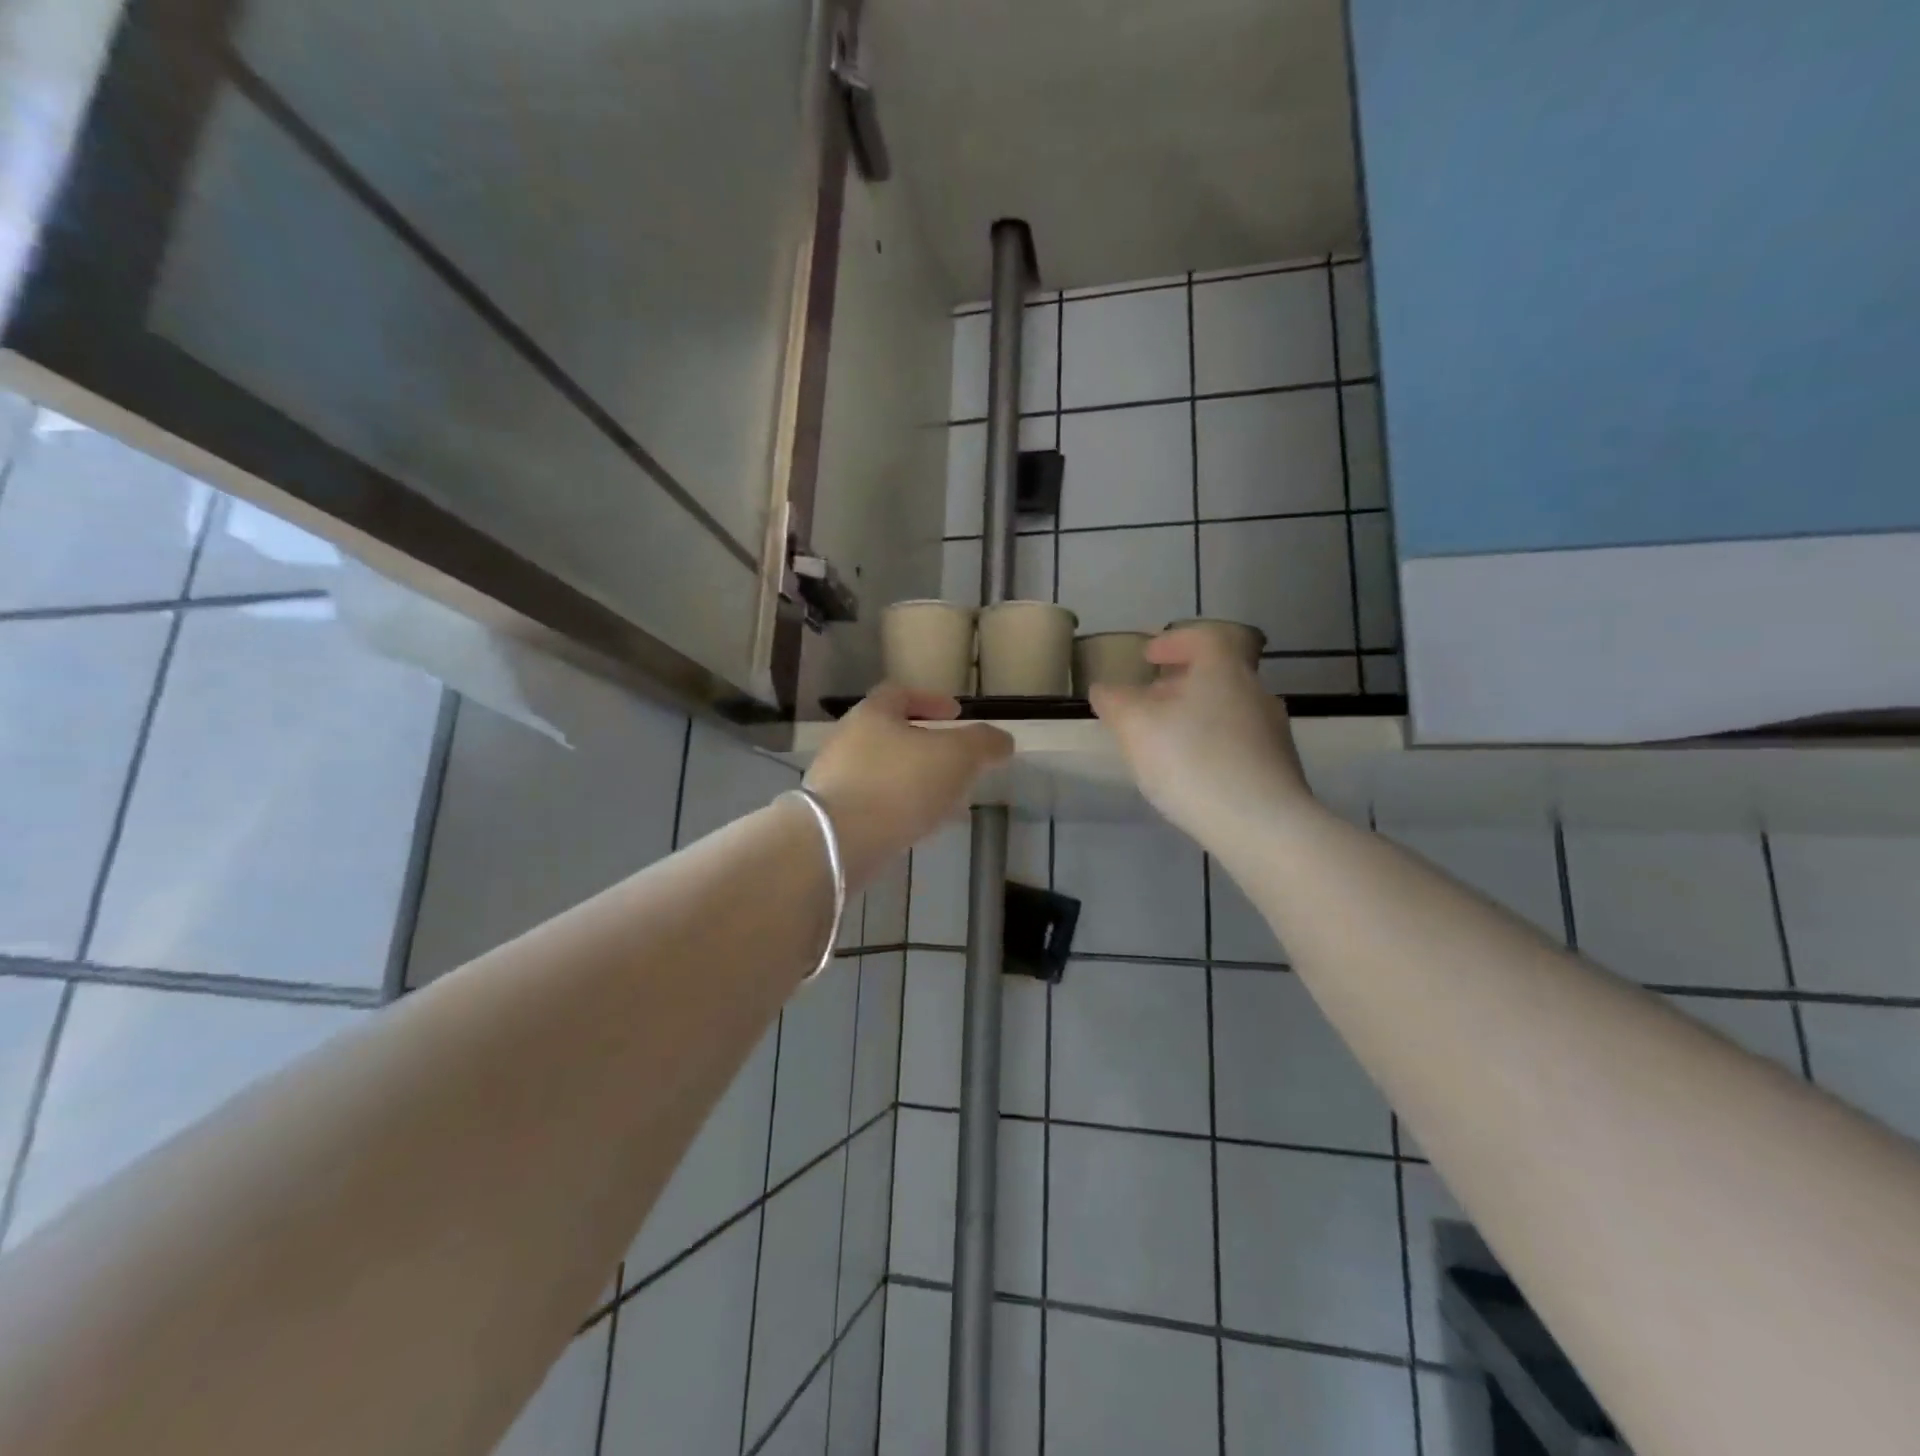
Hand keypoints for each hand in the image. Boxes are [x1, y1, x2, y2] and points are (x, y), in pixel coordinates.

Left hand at [805, 685, 1013, 887]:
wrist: (838, 843)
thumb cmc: (900, 784)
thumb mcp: (957, 756)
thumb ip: (983, 743)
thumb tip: (1002, 741)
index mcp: (872, 714)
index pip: (900, 693)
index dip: (931, 700)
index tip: (956, 714)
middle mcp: (847, 740)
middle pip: (891, 734)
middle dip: (927, 747)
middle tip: (957, 763)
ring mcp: (835, 779)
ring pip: (885, 772)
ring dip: (915, 781)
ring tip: (947, 801)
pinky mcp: (833, 816)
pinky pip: (874, 803)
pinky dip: (900, 808)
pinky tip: (919, 826)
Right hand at [1089, 628, 1311, 842]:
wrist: (1261, 824)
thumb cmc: (1191, 760)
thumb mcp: (1134, 725)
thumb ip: (1114, 701)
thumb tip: (1105, 689)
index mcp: (1223, 669)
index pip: (1202, 637)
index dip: (1172, 642)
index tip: (1148, 657)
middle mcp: (1255, 691)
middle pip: (1216, 674)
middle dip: (1180, 683)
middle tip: (1149, 700)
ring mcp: (1272, 731)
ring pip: (1227, 709)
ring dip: (1196, 715)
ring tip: (1166, 740)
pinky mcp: (1279, 767)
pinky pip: (1238, 743)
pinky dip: (1212, 745)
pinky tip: (1193, 772)